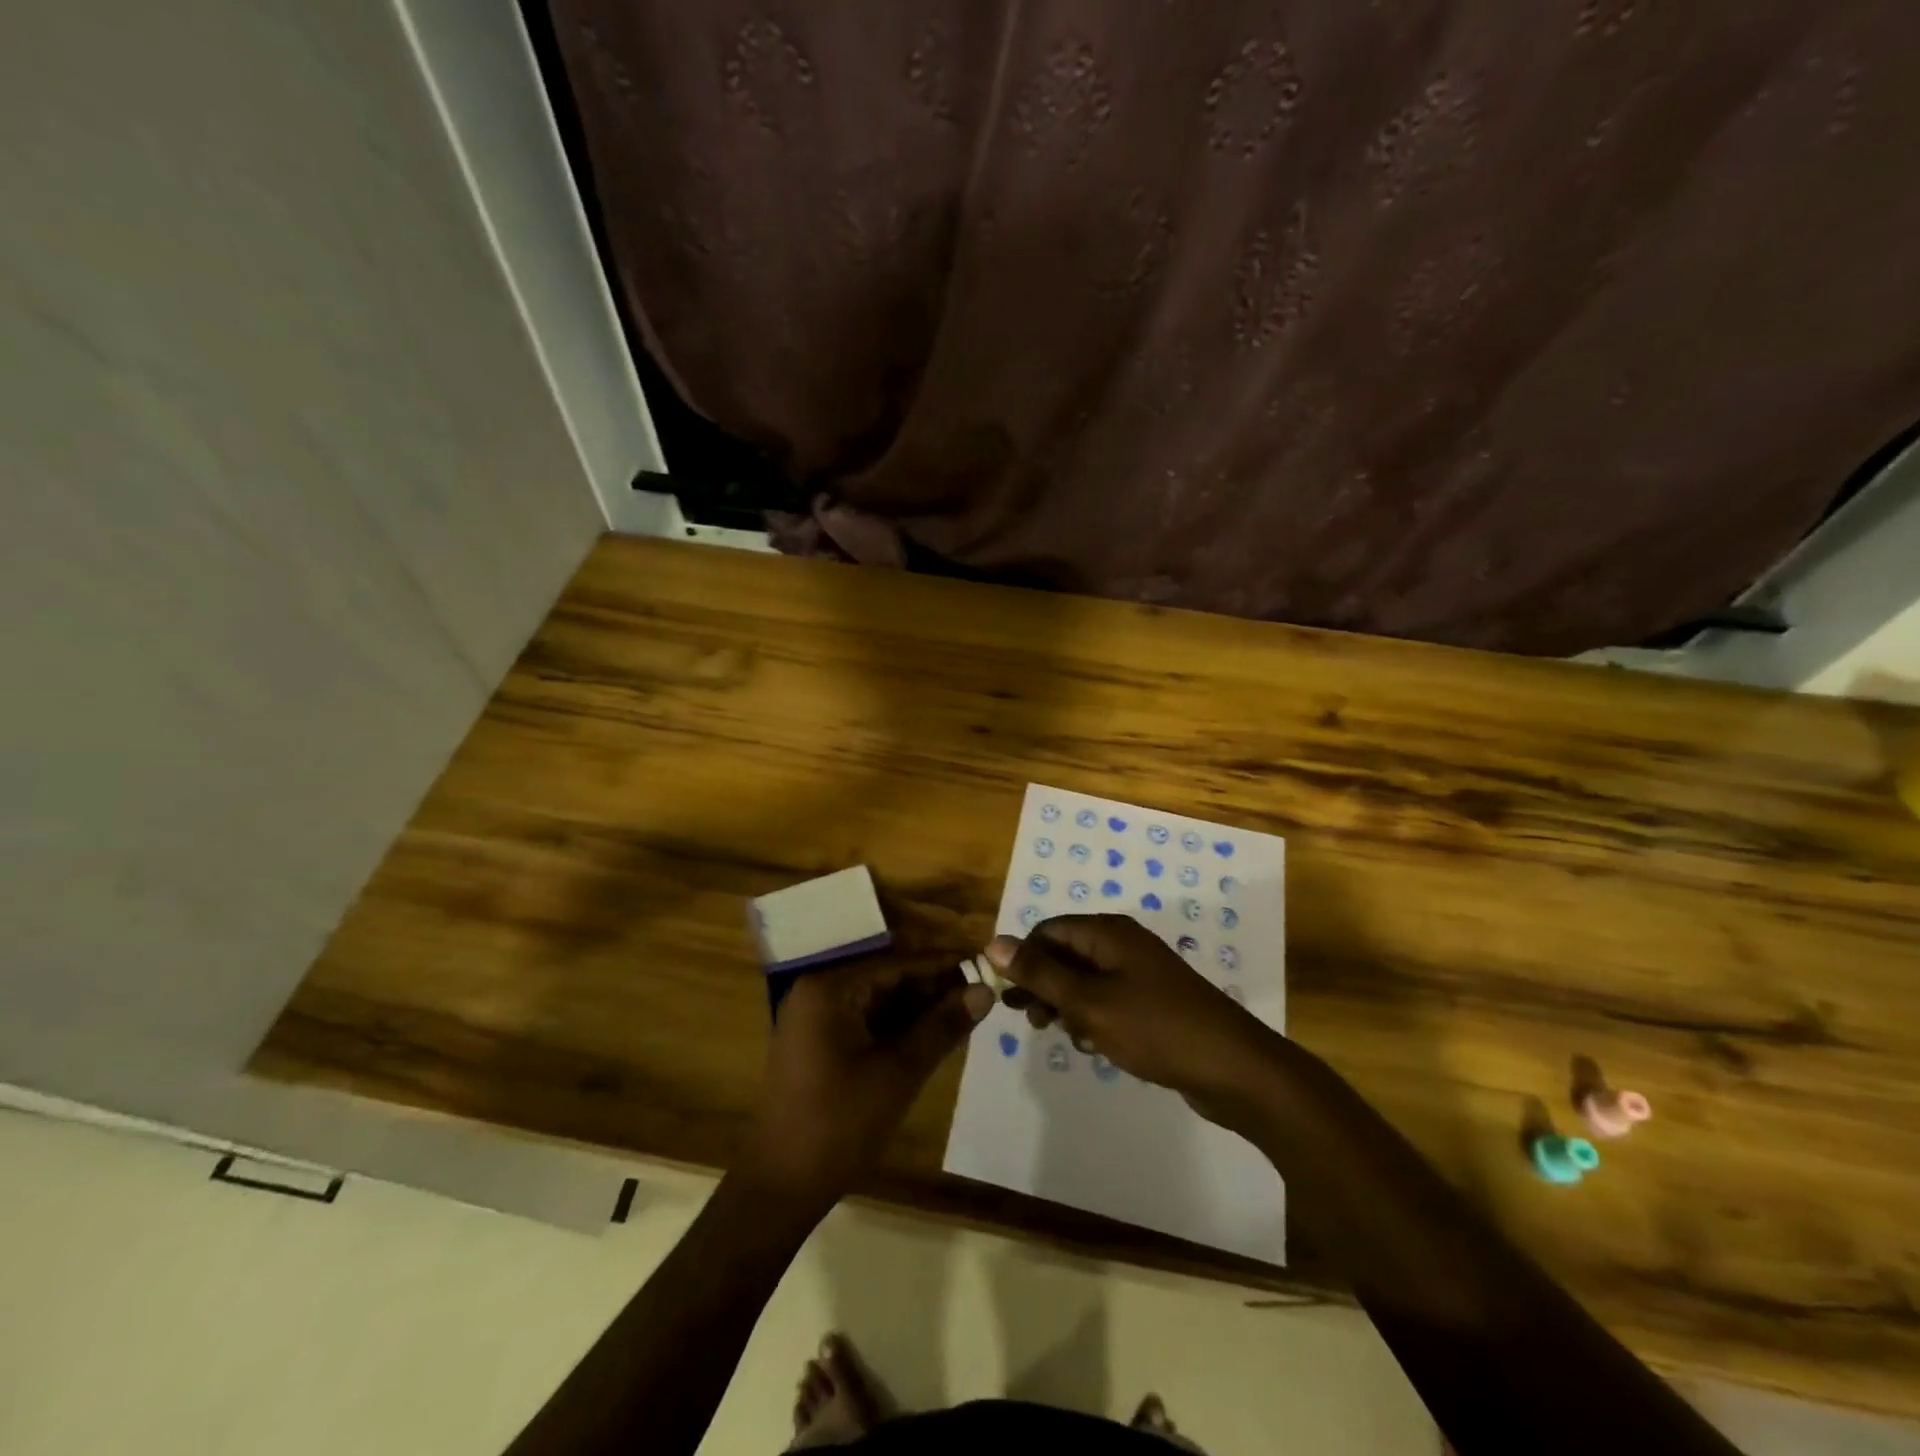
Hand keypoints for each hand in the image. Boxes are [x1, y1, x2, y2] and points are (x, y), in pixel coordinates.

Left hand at [742, 961, 992, 1209]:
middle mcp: (817, 993)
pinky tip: (933, 1035)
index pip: (897, 964)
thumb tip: (986, 991)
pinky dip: (897, 1028)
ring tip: (966, 1012)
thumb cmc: (839, 1125)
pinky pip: (865, 1022)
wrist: (779, 1189)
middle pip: (887, 980)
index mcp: (829, 989)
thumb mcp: (899, 1074)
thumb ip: (942, 1027)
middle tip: (981, 993)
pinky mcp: (817, 1045)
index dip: (942, 966)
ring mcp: (814, 1020)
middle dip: (933, 988)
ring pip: (878, 1002)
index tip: (983, 965)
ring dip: (918, 1009)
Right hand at [987, 915, 1283, 1124]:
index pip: (1048, 931)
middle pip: (1065, 953)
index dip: (1023, 958)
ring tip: (1066, 1036)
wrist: (1233, 1068)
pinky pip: (1107, 1000)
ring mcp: (1140, 973)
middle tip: (1034, 1021)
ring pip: (1084, 980)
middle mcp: (1122, 944)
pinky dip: (1093, 1018)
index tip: (1010, 997)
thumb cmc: (1155, 1028)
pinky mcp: (1152, 1001)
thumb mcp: (1089, 1002)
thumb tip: (993, 943)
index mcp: (1107, 933)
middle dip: (1044, 985)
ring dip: (1067, 1005)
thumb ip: (1040, 973)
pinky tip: (1094, 1046)